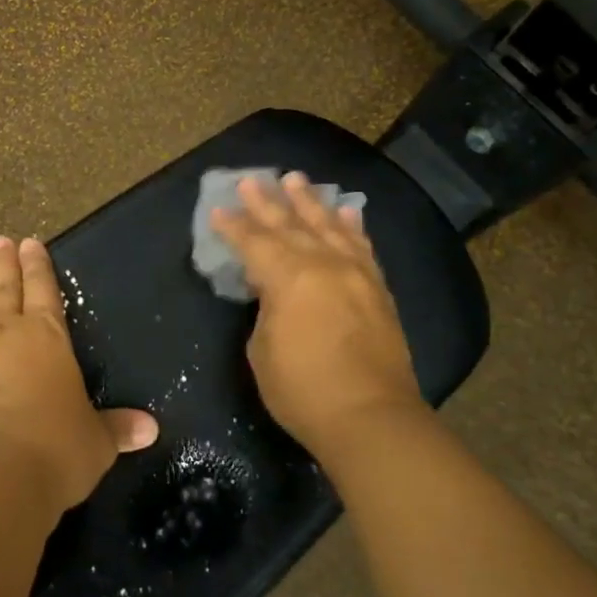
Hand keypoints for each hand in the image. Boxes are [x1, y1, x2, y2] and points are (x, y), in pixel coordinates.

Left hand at [0, 235, 157, 515]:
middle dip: (4, 264)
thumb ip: (118, 428)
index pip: (45, 290)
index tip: (30, 242)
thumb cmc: (56, 449)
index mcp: (48, 338)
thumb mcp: (96, 441)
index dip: (38, 266)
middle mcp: (6, 334)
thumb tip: (150, 429)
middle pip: (5, 289)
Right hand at [210, 172, 429, 458]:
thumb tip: (274, 292)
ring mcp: (356, 274)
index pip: (254, 242)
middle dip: (267, 201)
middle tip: (251, 179)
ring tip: (296, 179)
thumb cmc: (303, 390)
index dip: (233, 226)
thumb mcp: (262, 349)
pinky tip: (347, 211)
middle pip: (290, 224)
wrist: (370, 417)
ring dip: (309, 202)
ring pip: (329, 226)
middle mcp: (324, 264)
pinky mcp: (378, 290)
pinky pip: (362, 247)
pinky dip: (352, 226)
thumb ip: (266, 309)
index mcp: (289, 277)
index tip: (218, 209)